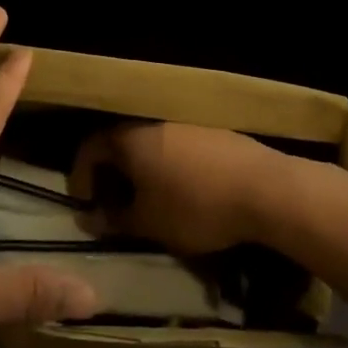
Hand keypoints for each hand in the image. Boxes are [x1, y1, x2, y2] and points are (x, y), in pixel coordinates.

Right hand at [71, 122, 283, 256]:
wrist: (266, 190)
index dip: (80, 176)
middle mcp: (155, 124)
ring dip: (144, 172)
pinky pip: (180, 149)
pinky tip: (186, 194)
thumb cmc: (195, 206)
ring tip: (151, 203)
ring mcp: (188, 125)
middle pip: (122, 144)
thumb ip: (115, 220)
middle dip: (113, 175)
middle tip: (115, 206)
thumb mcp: (149, 223)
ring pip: (153, 146)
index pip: (90, 147)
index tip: (84, 204)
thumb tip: (90, 219)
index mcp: (130, 139)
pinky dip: (172, 169)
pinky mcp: (216, 134)